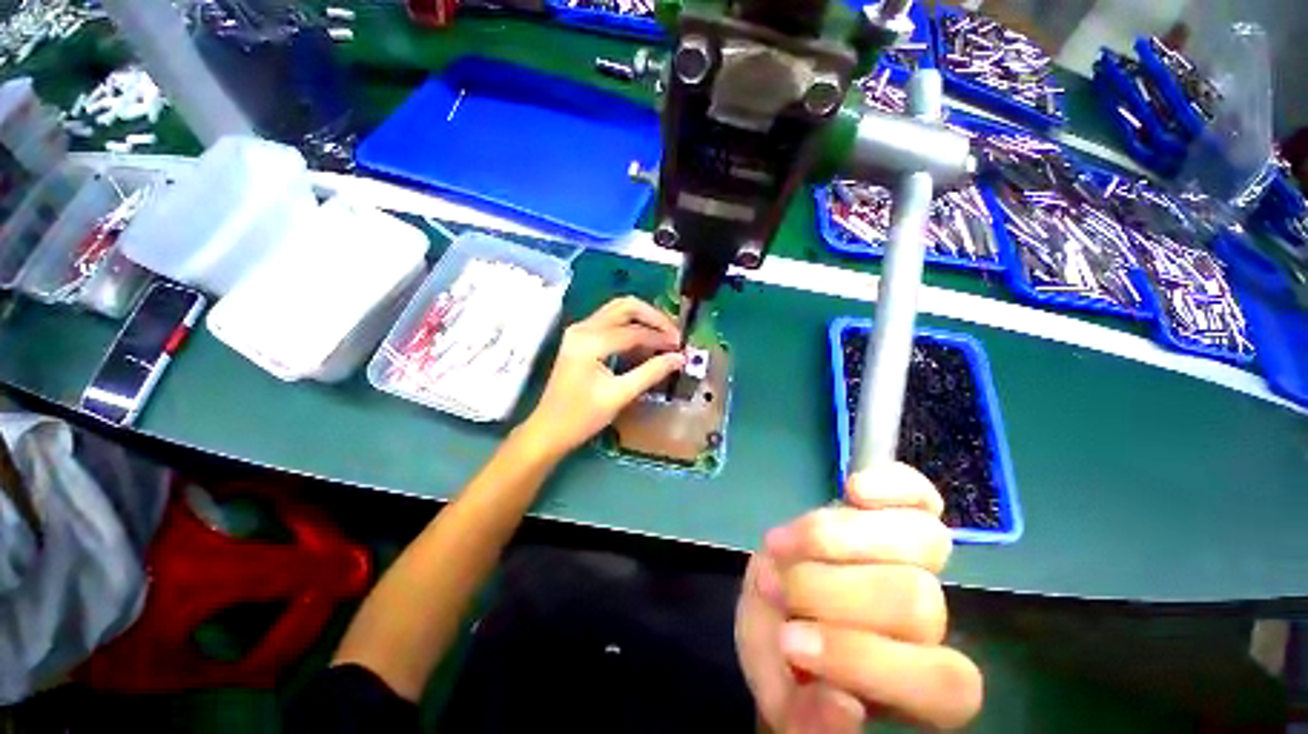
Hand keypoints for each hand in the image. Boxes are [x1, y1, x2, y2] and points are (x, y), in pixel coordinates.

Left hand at [522, 297, 685, 457]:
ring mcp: (579, 330)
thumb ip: (651, 373)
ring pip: (618, 310)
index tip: (681, 348)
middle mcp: (582, 328)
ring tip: (663, 337)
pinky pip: (610, 321)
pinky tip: (644, 342)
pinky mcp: (579, 337)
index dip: (661, 337)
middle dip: (653, 317)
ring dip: (643, 319)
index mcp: (590, 342)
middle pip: (626, 306)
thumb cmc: (581, 417)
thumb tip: (679, 358)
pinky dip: (631, 326)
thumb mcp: (620, 395)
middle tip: (673, 335)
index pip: (634, 331)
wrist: (548, 429)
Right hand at [736, 463, 982, 731]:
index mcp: (915, 683)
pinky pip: (920, 493)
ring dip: (834, 538)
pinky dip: (891, 486)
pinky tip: (853, 490)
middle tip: (776, 588)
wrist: (780, 596)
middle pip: (915, 598)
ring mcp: (916, 559)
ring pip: (920, 541)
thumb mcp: (777, 689)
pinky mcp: (899, 511)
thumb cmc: (781, 651)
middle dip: (829, 590)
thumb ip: (802, 716)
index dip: (864, 659)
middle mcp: (927, 621)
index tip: (792, 643)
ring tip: (781, 545)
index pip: (941, 683)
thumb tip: (842, 705)